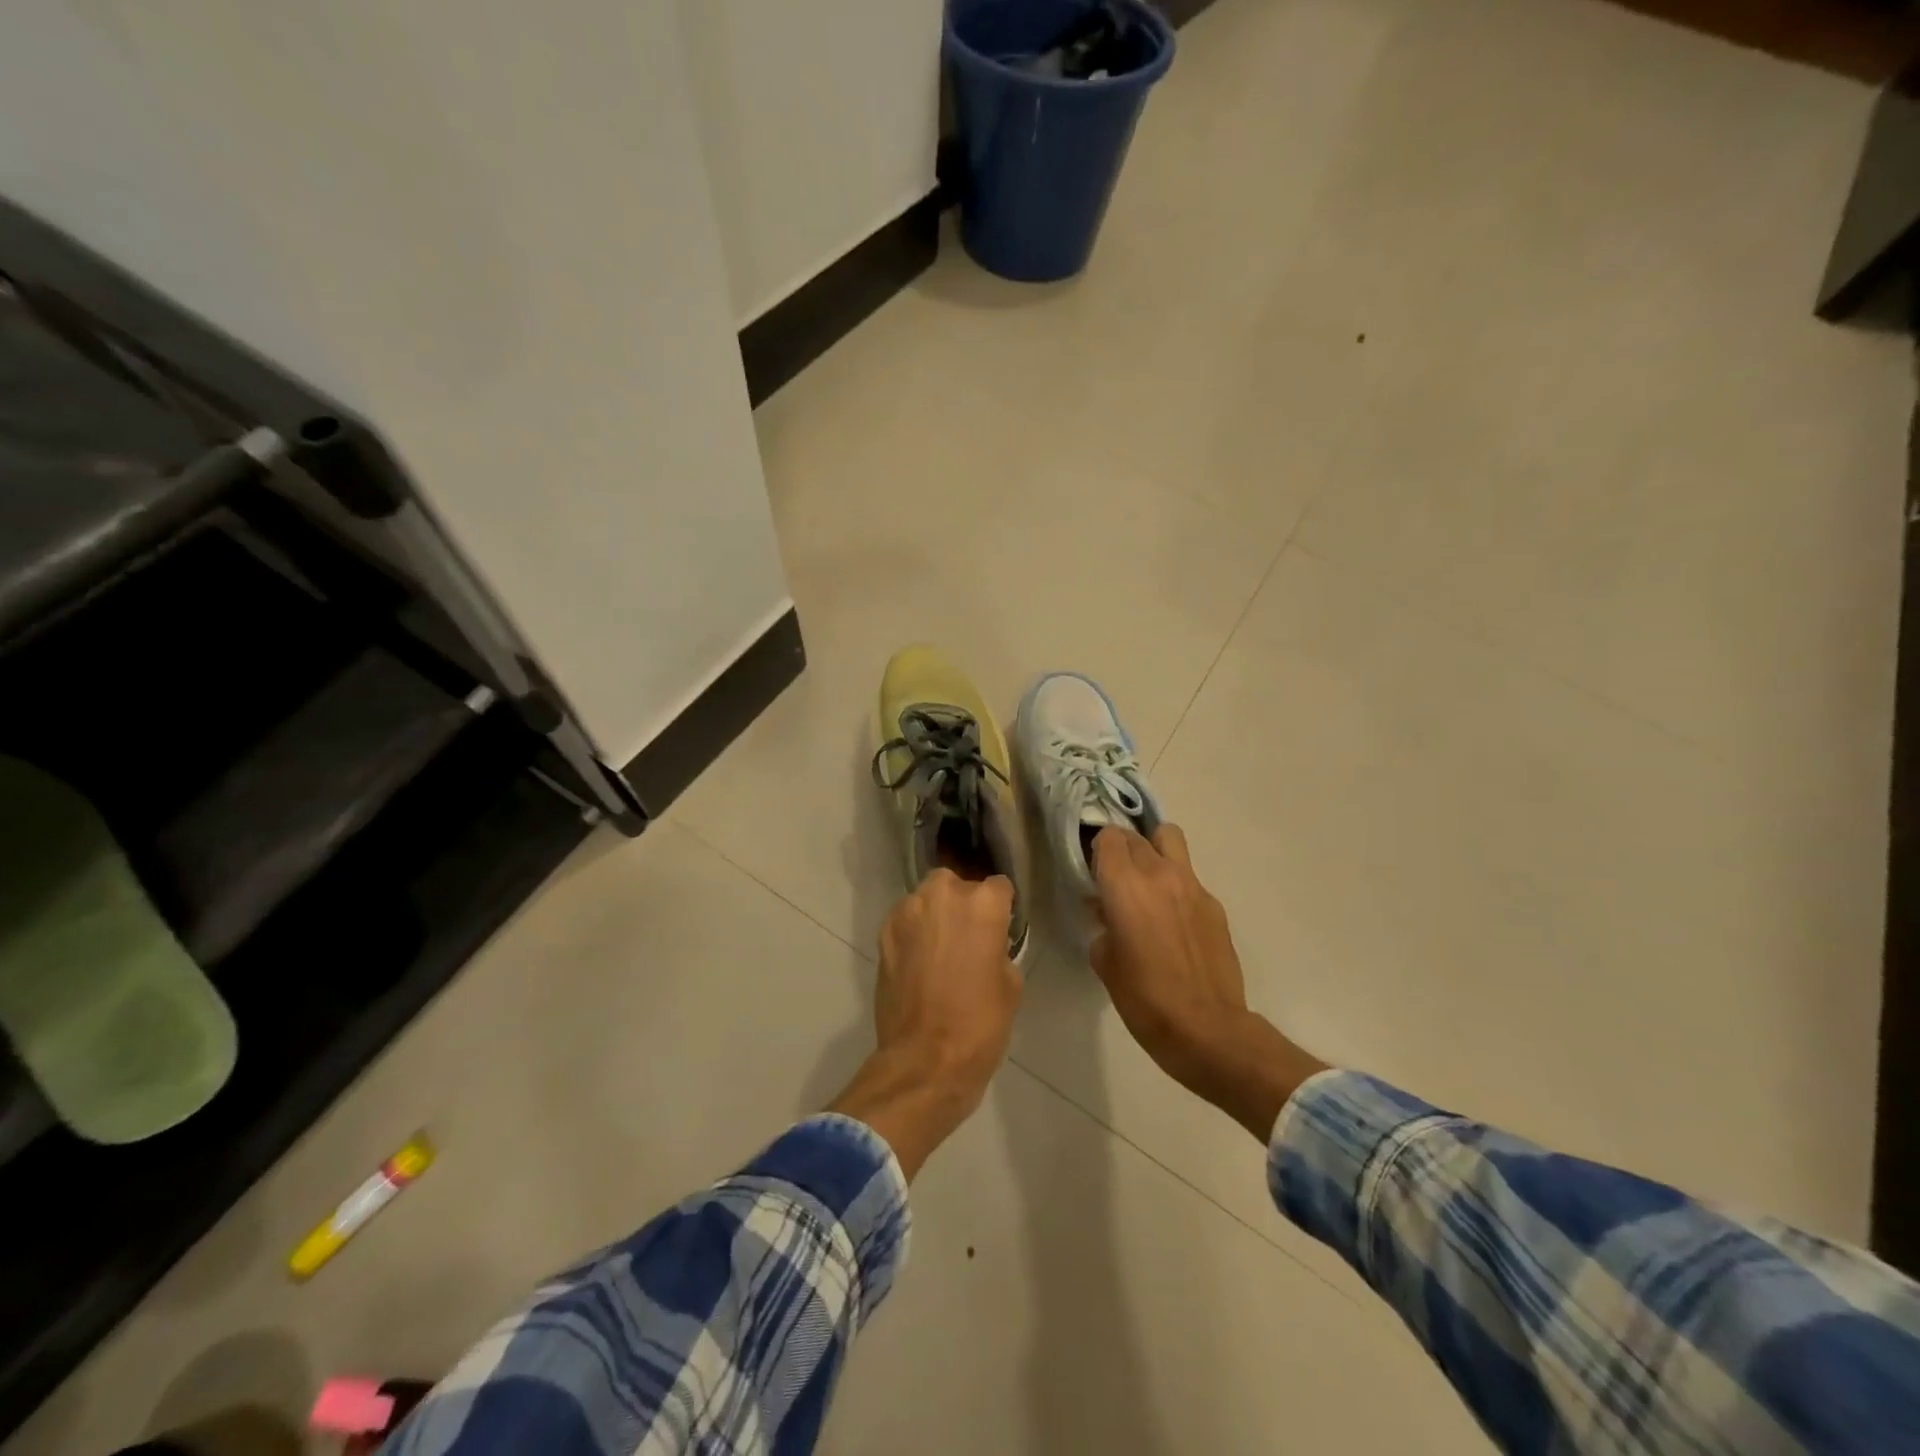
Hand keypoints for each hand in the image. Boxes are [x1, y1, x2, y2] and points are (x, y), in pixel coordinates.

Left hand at [829, 870, 1020, 1178]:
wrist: (925, 1060)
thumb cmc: (979, 1024)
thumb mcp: (1010, 984)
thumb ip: (998, 947)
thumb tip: (986, 943)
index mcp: (982, 904)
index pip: (998, 886)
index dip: (1001, 907)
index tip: (1000, 927)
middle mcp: (943, 895)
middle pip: (957, 884)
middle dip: (963, 903)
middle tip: (968, 936)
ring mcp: (908, 912)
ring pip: (926, 898)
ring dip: (934, 914)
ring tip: (939, 947)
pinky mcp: (884, 933)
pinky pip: (905, 920)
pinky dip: (913, 932)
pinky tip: (918, 960)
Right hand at [1089, 825, 1325, 1140]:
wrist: (1207, 1029)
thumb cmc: (1144, 999)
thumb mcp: (1105, 962)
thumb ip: (1103, 925)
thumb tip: (1108, 914)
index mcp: (1125, 885)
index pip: (1108, 837)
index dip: (1097, 849)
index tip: (1092, 871)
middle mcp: (1159, 874)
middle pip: (1136, 835)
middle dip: (1121, 849)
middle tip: (1115, 878)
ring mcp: (1193, 886)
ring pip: (1170, 839)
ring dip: (1154, 850)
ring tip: (1147, 881)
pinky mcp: (1214, 904)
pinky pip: (1189, 877)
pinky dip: (1176, 884)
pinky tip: (1174, 920)